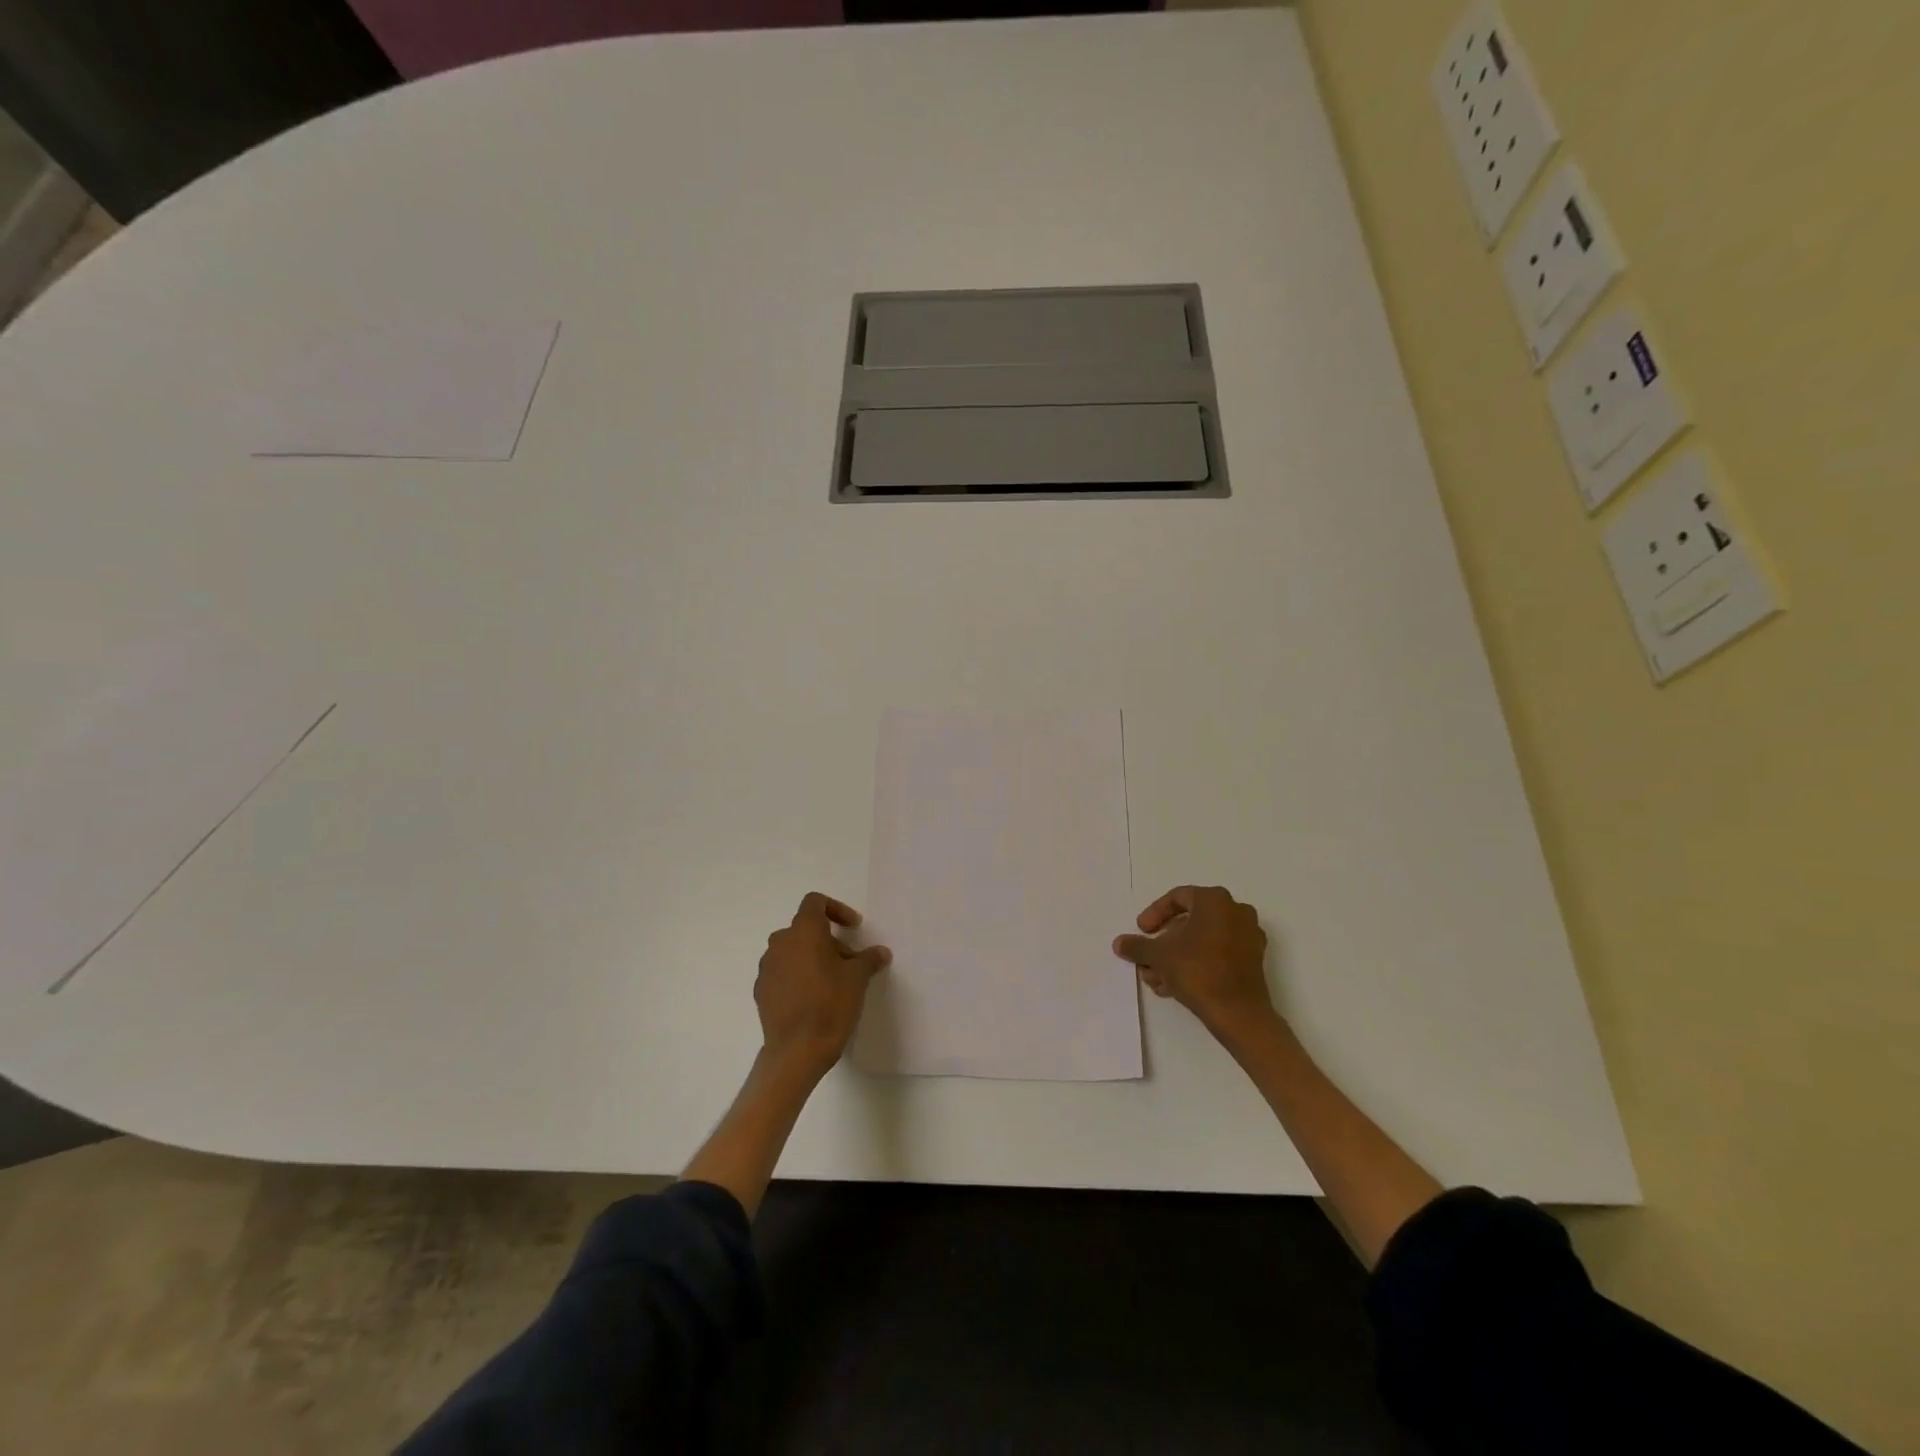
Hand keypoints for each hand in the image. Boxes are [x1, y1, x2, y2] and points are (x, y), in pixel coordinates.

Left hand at [756, 893, 890, 1078]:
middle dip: (829, 940)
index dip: (836, 909)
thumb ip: (869, 959)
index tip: (853, 928)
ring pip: (793, 951)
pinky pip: (782, 972)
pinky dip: (798, 976)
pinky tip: (813, 998)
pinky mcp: (761, 991)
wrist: (797, 1051)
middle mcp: (780, 943)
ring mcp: (767, 967)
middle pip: (805, 929)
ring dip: (812, 958)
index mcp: (803, 931)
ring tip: (832, 981)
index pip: (815, 902)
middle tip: (849, 962)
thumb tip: (880, 952)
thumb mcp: (858, 978)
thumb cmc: (830, 1004)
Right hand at [1113, 885, 1276, 1042]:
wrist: (1238, 1013)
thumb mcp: (1159, 955)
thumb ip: (1137, 946)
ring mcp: (1248, 936)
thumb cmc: (1198, 971)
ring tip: (1156, 978)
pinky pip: (1218, 954)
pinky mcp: (1253, 961)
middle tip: (1147, 958)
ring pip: (1203, 940)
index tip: (1142, 931)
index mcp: (1215, 900)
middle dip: (1165, 941)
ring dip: (1176, 956)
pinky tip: (1175, 986)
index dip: (1154, 914)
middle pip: (1190, 921)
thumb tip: (1119, 943)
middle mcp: (1236, 911)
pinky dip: (1196, 964)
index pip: (1177, 898)